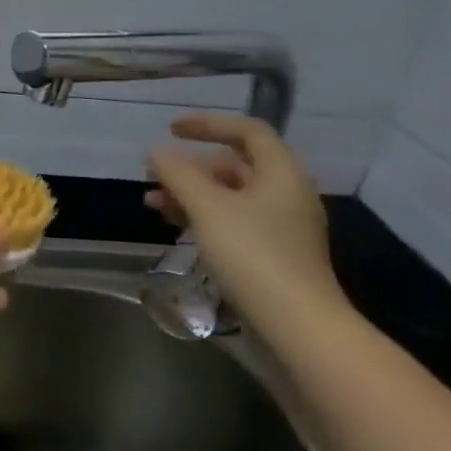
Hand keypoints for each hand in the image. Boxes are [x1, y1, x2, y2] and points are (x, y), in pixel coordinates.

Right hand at [147, 113, 347, 326]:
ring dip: (190, 194)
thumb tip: (158, 152)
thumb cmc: (254, 255)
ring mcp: (281, 226)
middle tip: (154, 177)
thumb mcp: (208, 208)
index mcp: (281, 172)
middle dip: (190, 167)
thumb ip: (179, 174)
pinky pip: (233, 222)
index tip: (170, 130)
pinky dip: (203, 218)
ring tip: (153, 205)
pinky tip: (177, 228)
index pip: (246, 130)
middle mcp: (286, 193)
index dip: (207, 124)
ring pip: (229, 196)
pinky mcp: (273, 255)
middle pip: (234, 164)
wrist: (298, 327)